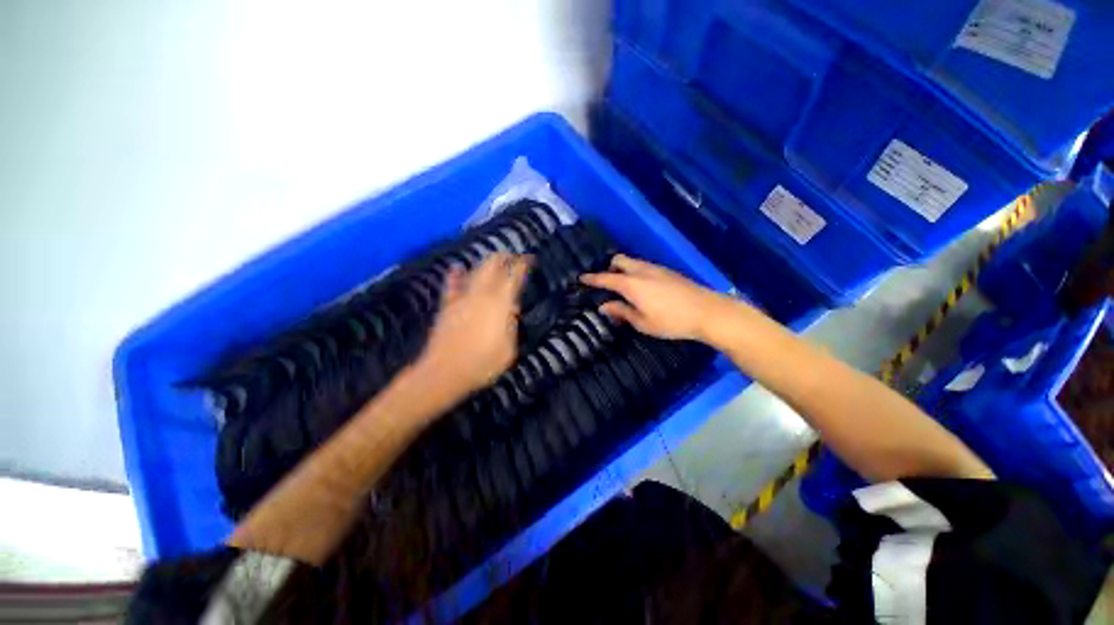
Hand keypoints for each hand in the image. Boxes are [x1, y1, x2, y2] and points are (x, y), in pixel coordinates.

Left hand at [415, 253, 530, 397]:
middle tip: (513, 256)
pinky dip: (456, 275)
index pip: (514, 276)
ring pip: (474, 271)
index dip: (522, 264)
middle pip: (492, 266)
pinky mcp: (447, 306)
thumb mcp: (508, 349)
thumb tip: (510, 309)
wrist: (444, 372)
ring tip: (494, 261)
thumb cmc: (483, 363)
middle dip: (504, 257)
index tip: (529, 259)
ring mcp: (462, 298)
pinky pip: (452, 285)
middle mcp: (481, 294)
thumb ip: (511, 325)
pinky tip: (457, 268)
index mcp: (500, 303)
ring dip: (486, 264)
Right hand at [581, 254, 735, 341]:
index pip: (605, 278)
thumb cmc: (671, 321)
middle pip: (619, 260)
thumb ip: (621, 311)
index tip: (581, 278)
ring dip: (623, 270)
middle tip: (606, 284)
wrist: (707, 312)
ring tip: (623, 287)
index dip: (592, 279)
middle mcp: (641, 271)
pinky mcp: (667, 271)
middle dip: (609, 268)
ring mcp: (656, 268)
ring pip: (633, 262)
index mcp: (631, 284)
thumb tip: (604, 306)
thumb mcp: (642, 322)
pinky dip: (636, 273)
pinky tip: (642, 288)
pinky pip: (644, 267)